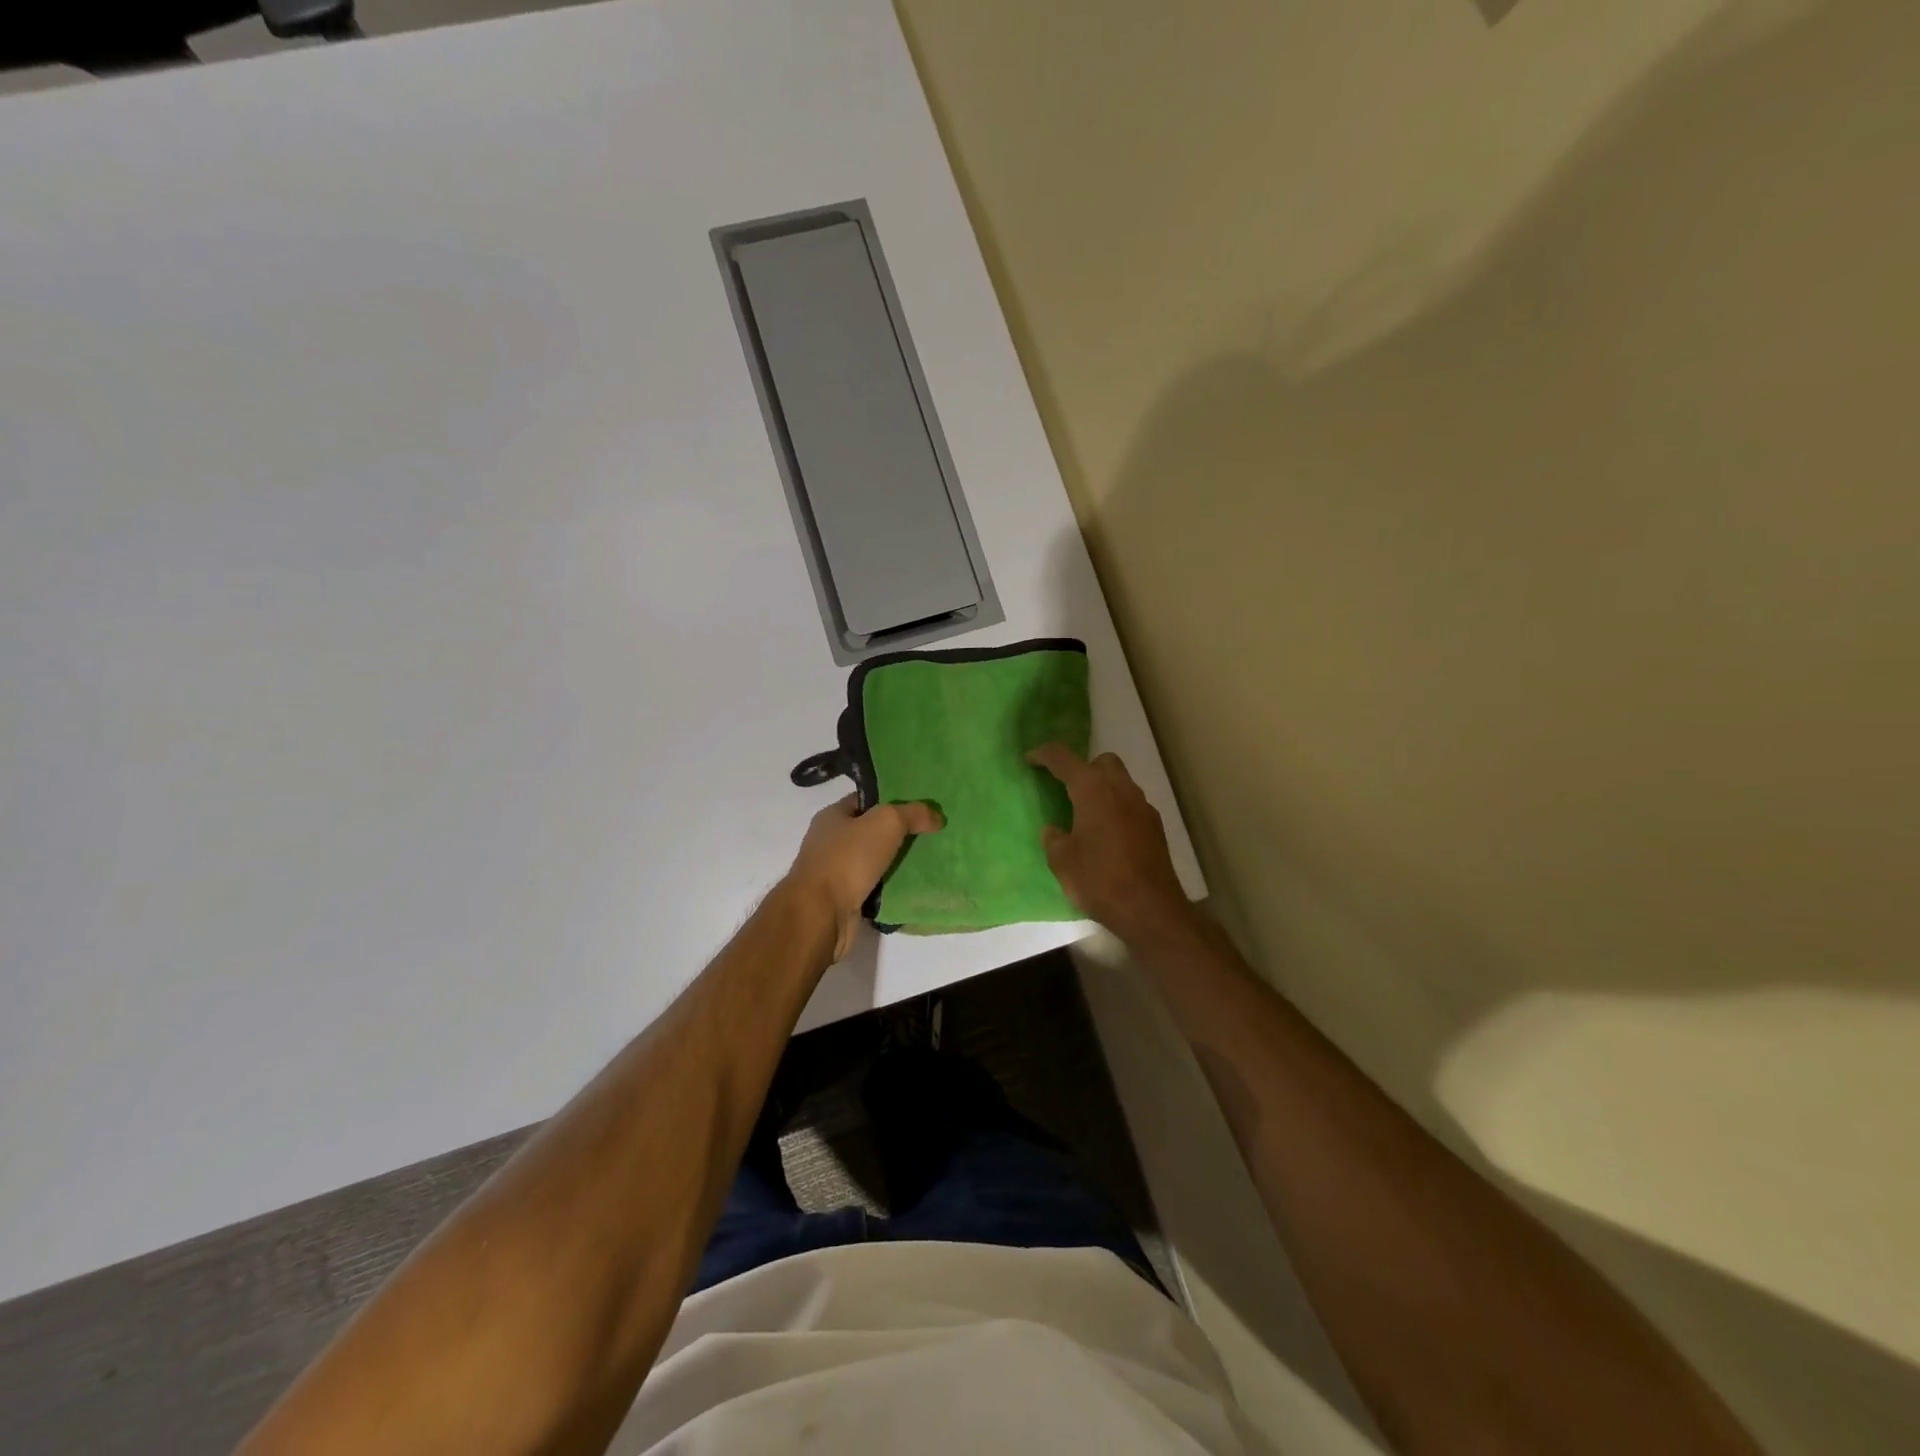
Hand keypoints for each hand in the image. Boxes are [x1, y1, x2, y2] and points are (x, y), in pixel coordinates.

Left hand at [783, 795, 942, 960]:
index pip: (865, 801)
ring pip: (872, 861)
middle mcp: (829, 842)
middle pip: (870, 832)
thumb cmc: (848, 859)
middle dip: (897, 834)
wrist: (821, 914)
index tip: (919, 809)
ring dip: (894, 863)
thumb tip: (936, 816)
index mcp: (832, 816)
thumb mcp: (886, 822)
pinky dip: (888, 887)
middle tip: (928, 836)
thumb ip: (913, 813)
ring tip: (925, 862)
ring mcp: (833, 872)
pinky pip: (871, 887)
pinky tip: (910, 887)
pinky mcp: (841, 899)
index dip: (892, 801)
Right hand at [1027, 744, 1192, 944]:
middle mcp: (1121, 790)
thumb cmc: (1099, 880)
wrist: (1150, 909)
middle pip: (1102, 762)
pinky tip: (1106, 835)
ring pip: (1120, 782)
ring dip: (1102, 789)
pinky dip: (1116, 808)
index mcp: (1093, 791)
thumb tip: (1055, 830)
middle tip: (1065, 789)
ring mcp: (1143, 807)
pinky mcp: (1155, 827)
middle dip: (1082, 768)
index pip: (1065, 759)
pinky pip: (1131, 805)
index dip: (1044, 755)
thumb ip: (1054, 839)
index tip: (1030, 759)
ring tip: (1084, 814)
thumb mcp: (1062, 861)